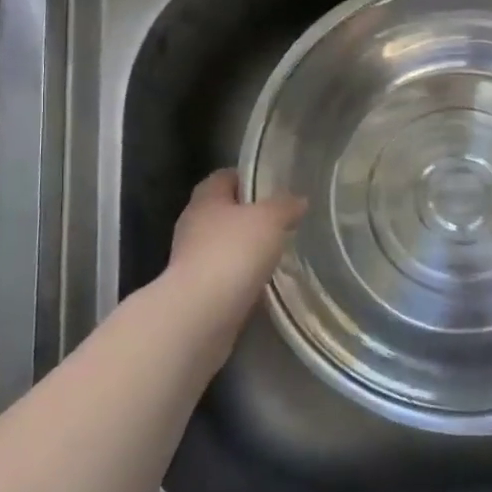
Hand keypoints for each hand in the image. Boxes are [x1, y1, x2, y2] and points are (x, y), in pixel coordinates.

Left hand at [164, 169, 306, 330]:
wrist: (201, 314)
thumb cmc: (233, 252)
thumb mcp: (269, 219)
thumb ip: (285, 206)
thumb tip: (298, 200)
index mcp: (206, 199)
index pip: (224, 177)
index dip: (247, 177)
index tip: (274, 185)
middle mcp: (193, 225)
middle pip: (223, 211)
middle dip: (250, 215)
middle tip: (282, 220)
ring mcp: (192, 260)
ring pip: (224, 245)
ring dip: (246, 248)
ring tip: (277, 252)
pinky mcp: (197, 291)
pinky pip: (225, 275)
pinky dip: (242, 276)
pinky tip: (264, 282)